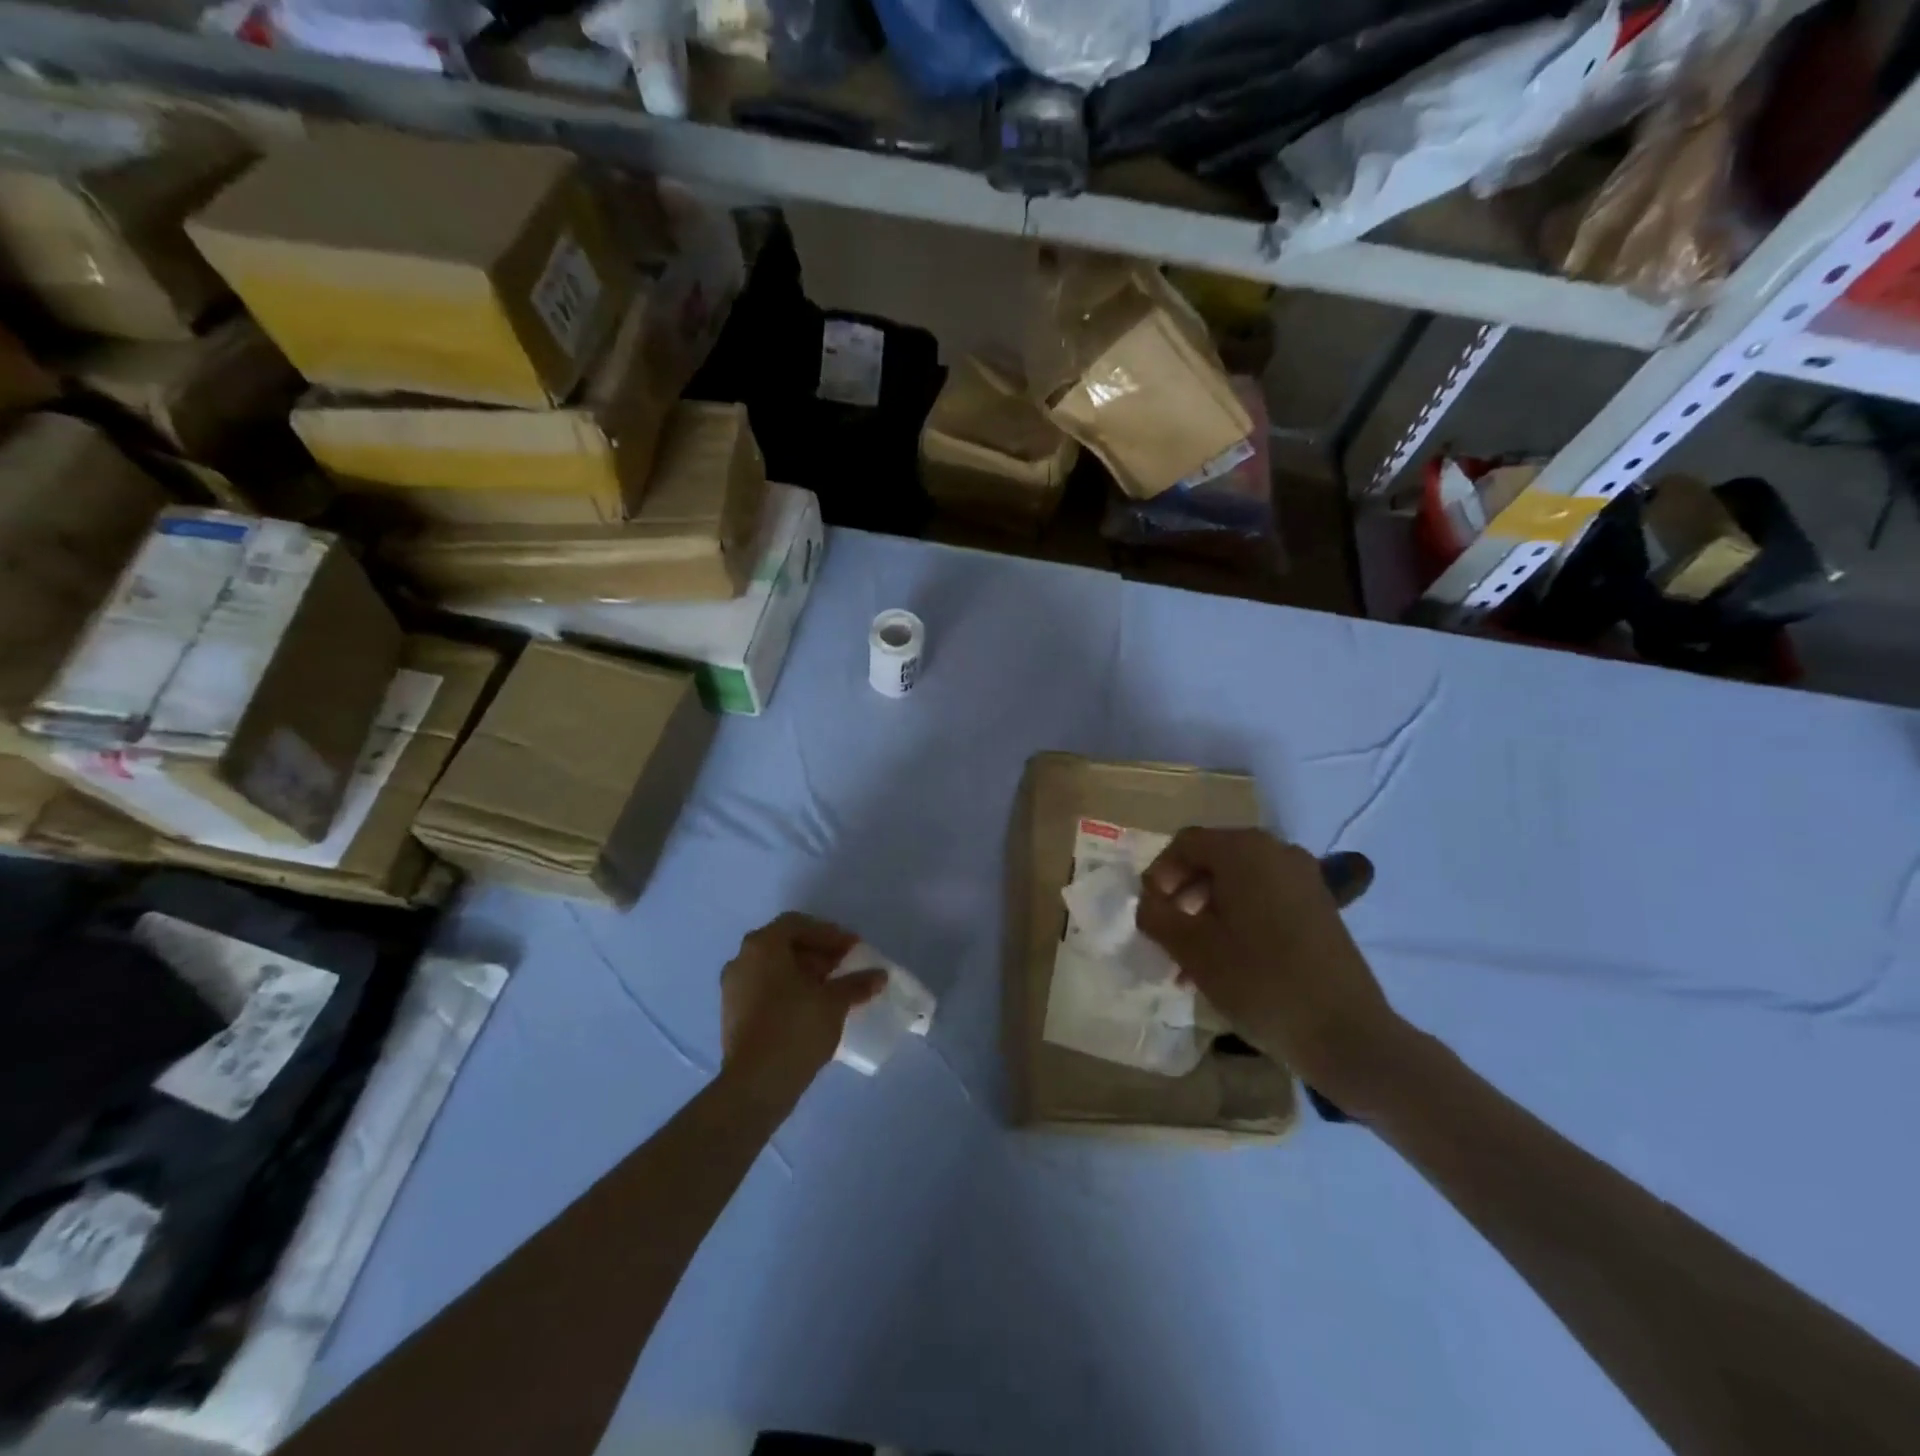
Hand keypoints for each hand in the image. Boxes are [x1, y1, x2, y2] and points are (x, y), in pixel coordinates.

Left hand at [720, 912, 885, 1107]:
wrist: (755, 1084)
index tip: (853, 949)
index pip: (798, 924)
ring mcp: (733, 988)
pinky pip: (765, 989)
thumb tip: (879, 975)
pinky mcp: (733, 1014)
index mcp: (763, 946)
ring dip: (804, 973)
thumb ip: (856, 983)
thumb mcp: (834, 1002)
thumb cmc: (796, 1028)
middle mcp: (742, 959)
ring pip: (773, 969)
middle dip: (817, 953)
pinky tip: (812, 1008)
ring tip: (832, 989)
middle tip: (844, 966)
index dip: (829, 934)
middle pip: (784, 945)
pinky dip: (789, 991)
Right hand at [1136, 829, 1407, 1111]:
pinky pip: (1265, 898)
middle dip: (1182, 895)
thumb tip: (1149, 902)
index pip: (1185, 843)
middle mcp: (1277, 851)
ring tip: (1191, 958)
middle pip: (1213, 859)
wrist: (1345, 1033)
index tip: (1149, 912)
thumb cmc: (1258, 981)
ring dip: (1208, 911)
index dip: (1159, 874)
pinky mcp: (1320, 907)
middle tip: (1166, 934)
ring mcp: (1304, 878)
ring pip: (1238, 883)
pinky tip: (1227, 960)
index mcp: (1244, 850)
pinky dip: (1238, 919)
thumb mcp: (1191, 948)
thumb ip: (1157, 916)